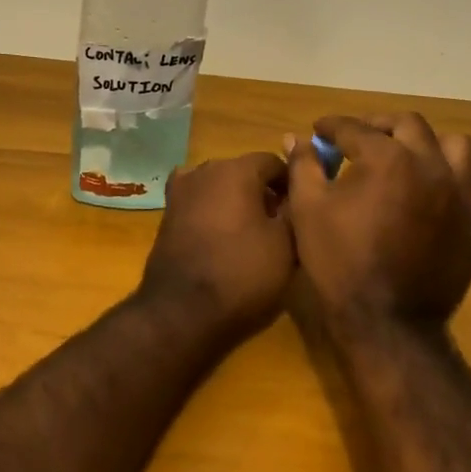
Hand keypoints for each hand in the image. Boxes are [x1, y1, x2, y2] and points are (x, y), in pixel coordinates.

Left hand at [138, 152, 294, 341]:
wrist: (181, 310)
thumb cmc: (242, 272)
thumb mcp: (286, 244)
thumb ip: (295, 209)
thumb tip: (297, 194)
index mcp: (236, 169)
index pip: (273, 162)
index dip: (291, 183)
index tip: (303, 208)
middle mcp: (204, 170)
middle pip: (244, 172)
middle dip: (263, 192)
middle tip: (281, 224)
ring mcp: (180, 191)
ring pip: (219, 187)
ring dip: (237, 202)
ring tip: (253, 235)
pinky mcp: (167, 214)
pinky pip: (200, 204)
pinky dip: (214, 213)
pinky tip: (224, 239)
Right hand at [285, 114, 470, 326]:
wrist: (388, 324)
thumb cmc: (340, 263)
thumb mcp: (308, 210)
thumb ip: (304, 166)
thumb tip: (297, 139)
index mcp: (390, 160)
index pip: (357, 129)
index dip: (333, 126)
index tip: (319, 130)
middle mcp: (432, 168)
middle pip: (410, 126)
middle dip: (379, 125)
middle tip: (357, 138)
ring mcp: (461, 198)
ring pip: (454, 148)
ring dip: (427, 144)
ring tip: (404, 158)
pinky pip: (463, 188)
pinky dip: (441, 182)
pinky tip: (419, 201)